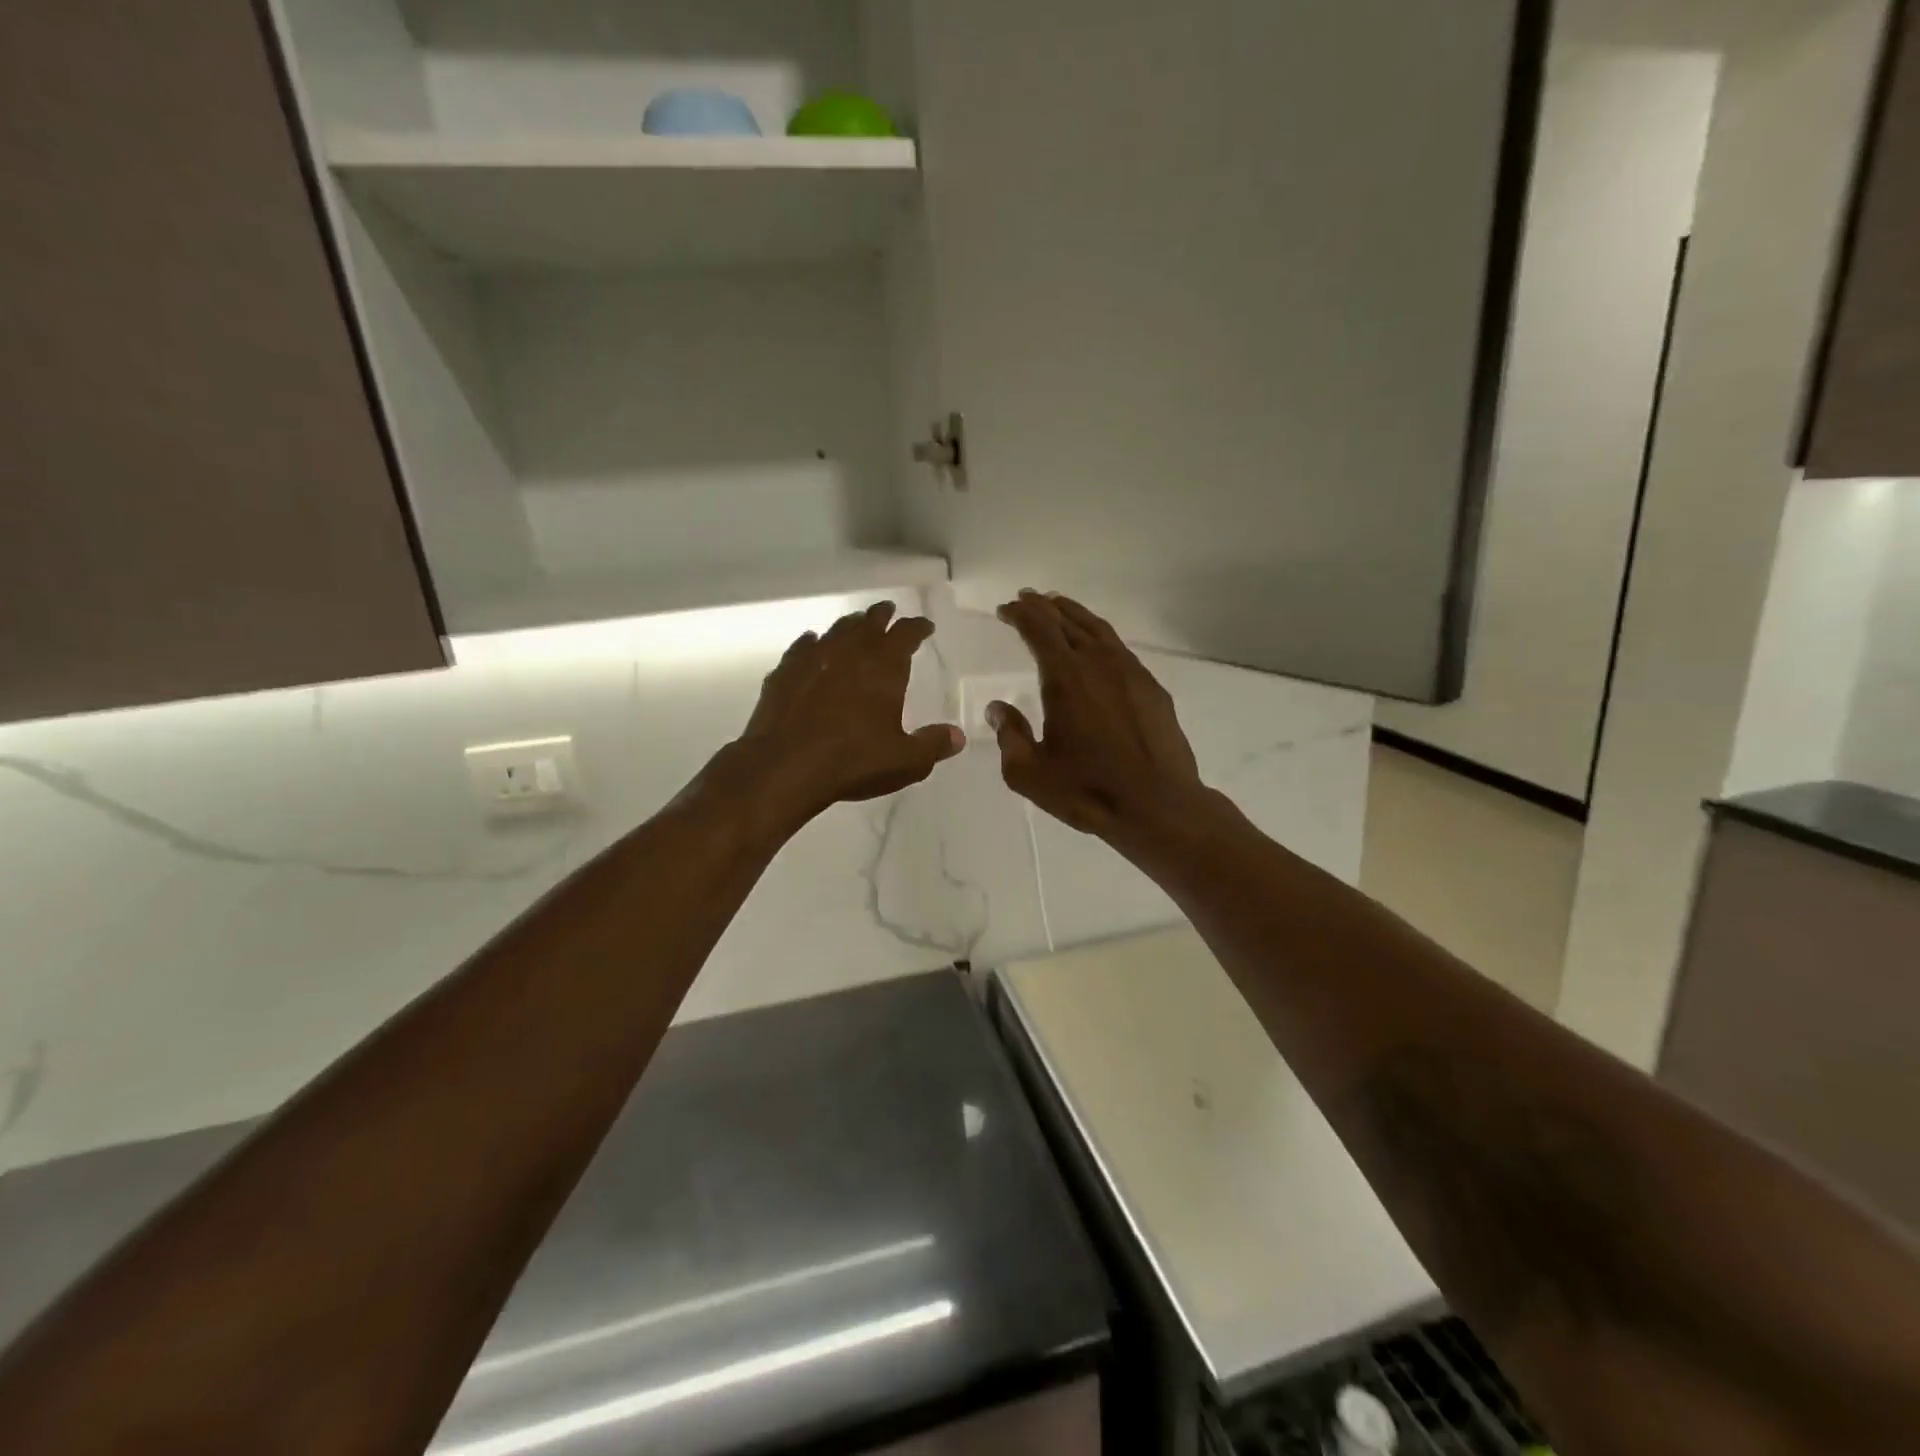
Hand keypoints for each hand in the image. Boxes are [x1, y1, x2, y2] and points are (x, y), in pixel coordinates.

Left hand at [727, 601, 963, 827]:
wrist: (785, 767)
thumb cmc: (853, 761)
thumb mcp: (905, 761)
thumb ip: (933, 745)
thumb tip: (958, 736)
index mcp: (884, 667)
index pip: (906, 634)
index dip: (917, 627)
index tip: (925, 626)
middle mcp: (850, 653)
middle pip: (869, 623)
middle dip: (882, 616)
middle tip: (888, 611)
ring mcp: (813, 659)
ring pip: (836, 630)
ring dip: (850, 625)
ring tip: (856, 624)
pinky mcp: (784, 673)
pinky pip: (802, 647)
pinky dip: (812, 642)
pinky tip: (812, 643)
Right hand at [990, 591, 1206, 841]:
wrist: (1158, 805)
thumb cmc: (1087, 791)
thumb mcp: (1029, 773)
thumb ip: (1009, 736)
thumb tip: (998, 709)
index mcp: (1065, 678)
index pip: (1038, 629)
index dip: (1020, 614)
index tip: (1005, 609)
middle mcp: (1098, 663)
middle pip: (1068, 621)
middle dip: (1044, 606)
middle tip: (1028, 598)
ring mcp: (1130, 672)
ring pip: (1098, 629)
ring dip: (1074, 614)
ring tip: (1059, 606)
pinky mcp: (1152, 688)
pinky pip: (1120, 649)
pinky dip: (1100, 636)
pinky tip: (1097, 646)